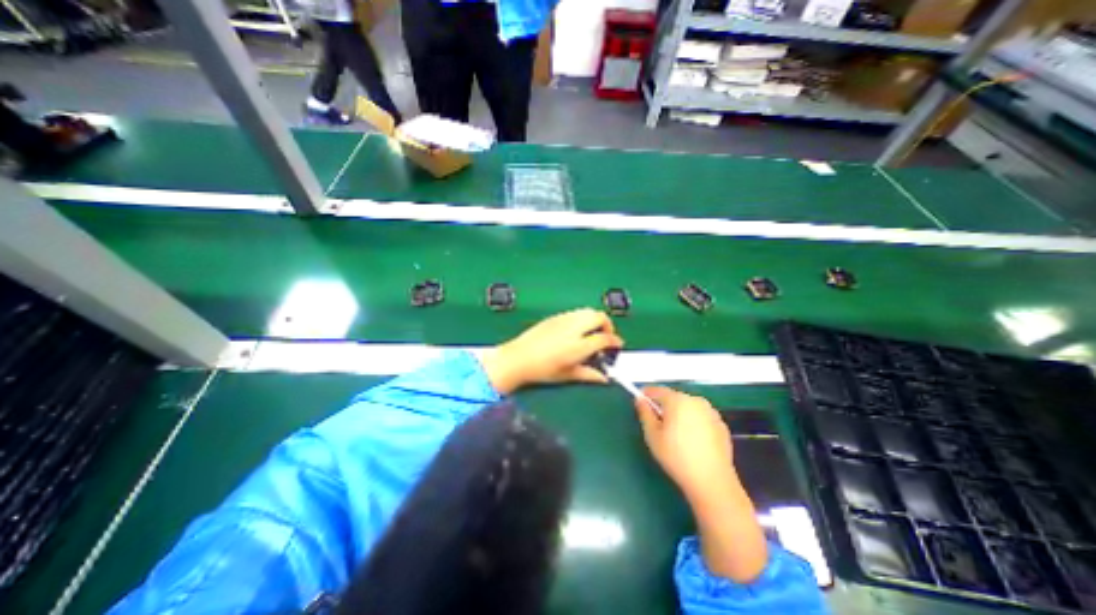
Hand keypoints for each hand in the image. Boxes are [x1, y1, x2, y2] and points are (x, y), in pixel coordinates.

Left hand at [481, 310, 623, 396]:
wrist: (517, 358)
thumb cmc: (542, 370)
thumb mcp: (567, 375)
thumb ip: (588, 375)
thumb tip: (604, 378)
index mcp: (578, 345)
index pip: (604, 338)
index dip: (614, 341)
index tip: (617, 345)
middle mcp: (574, 328)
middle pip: (599, 317)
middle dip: (607, 325)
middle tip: (606, 337)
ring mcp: (564, 320)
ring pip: (587, 311)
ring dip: (595, 319)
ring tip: (592, 333)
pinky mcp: (555, 317)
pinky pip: (575, 312)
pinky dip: (583, 318)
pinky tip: (577, 330)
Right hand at [634, 390, 736, 503]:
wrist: (712, 481)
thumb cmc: (676, 457)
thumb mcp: (652, 435)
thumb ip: (645, 413)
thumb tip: (640, 400)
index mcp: (677, 400)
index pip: (657, 390)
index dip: (646, 396)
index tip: (641, 405)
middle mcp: (695, 400)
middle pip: (673, 398)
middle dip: (664, 407)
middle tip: (658, 426)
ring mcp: (711, 412)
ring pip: (688, 407)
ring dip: (679, 414)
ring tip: (676, 436)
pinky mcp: (721, 425)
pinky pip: (701, 417)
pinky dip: (694, 423)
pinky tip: (692, 442)